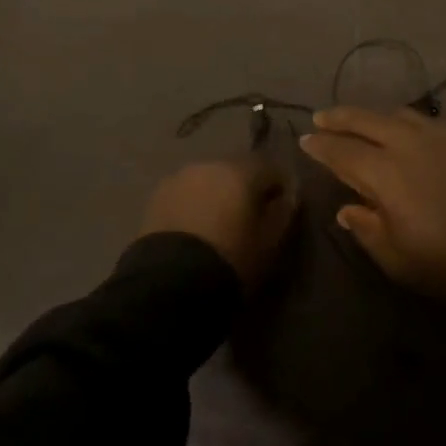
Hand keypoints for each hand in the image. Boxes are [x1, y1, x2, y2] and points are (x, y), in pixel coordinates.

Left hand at [139, 157, 293, 289]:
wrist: (170, 282)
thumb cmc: (230, 260)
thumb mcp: (269, 243)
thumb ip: (283, 213)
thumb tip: (287, 196)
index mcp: (241, 171)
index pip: (271, 168)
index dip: (279, 187)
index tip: (281, 208)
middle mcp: (211, 164)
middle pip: (237, 170)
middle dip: (245, 188)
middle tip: (248, 217)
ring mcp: (180, 177)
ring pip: (209, 179)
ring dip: (218, 194)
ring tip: (218, 224)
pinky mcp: (158, 194)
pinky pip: (186, 192)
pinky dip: (194, 203)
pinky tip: (195, 228)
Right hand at [298, 106, 445, 304]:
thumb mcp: (398, 258)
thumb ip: (367, 228)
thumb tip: (348, 208)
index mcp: (383, 172)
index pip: (341, 150)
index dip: (321, 144)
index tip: (306, 139)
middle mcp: (406, 143)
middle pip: (365, 120)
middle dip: (340, 117)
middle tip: (322, 117)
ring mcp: (439, 135)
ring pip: (396, 114)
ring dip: (373, 116)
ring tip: (362, 121)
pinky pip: (426, 120)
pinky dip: (406, 121)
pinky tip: (407, 130)